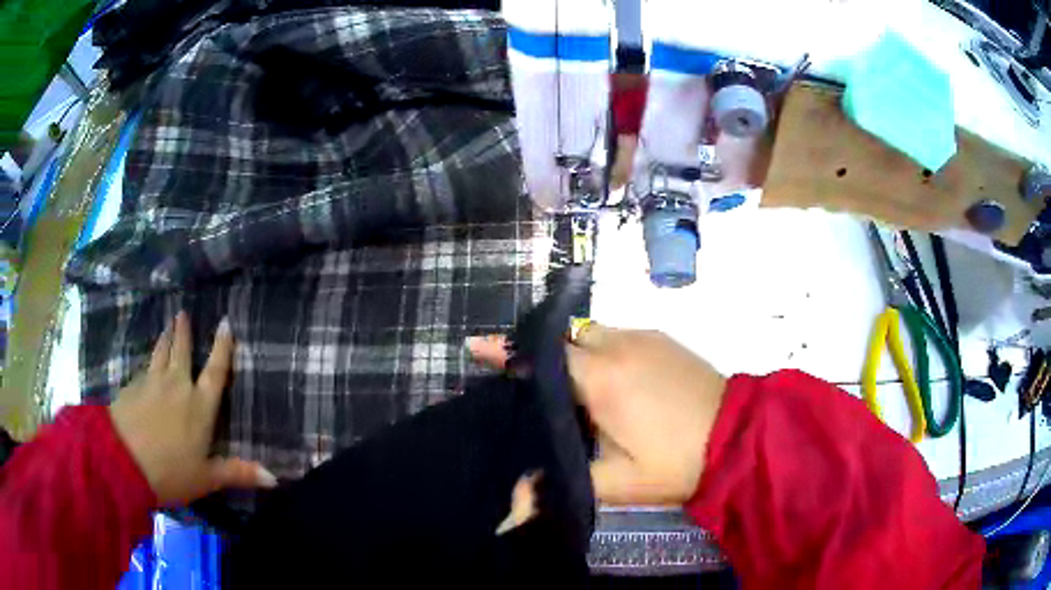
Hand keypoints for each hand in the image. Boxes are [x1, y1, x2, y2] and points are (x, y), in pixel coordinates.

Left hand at [109, 312, 276, 505]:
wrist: (122, 461)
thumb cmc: (170, 472)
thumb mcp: (207, 478)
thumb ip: (237, 473)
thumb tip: (274, 478)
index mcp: (199, 406)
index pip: (215, 372)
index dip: (222, 347)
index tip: (225, 322)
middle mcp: (177, 386)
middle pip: (181, 352)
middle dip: (183, 332)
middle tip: (182, 313)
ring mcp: (151, 383)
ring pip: (160, 353)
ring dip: (165, 339)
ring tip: (167, 326)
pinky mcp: (131, 387)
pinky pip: (144, 368)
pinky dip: (148, 361)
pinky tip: (146, 364)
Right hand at [468, 325, 726, 505]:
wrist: (741, 436)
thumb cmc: (676, 462)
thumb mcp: (617, 484)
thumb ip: (561, 489)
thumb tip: (509, 515)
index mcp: (601, 379)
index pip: (543, 356)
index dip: (506, 351)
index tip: (475, 345)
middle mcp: (618, 346)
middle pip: (565, 338)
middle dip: (542, 353)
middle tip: (530, 380)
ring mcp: (644, 337)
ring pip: (593, 333)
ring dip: (575, 350)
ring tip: (570, 384)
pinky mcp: (664, 339)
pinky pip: (619, 335)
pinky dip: (601, 349)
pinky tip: (609, 379)